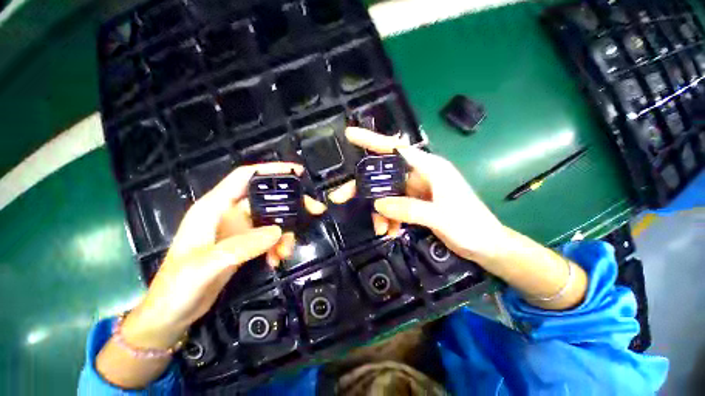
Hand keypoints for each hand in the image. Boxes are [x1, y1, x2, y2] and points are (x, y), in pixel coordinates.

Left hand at [122, 162, 326, 349]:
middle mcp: (229, 214)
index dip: (271, 170)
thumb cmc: (177, 286)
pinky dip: (277, 246)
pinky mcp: (244, 244)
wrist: (172, 313)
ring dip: (285, 234)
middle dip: (291, 204)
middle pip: (267, 199)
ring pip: (272, 221)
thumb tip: (278, 231)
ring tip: (286, 252)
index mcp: (214, 207)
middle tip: (314, 210)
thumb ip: (242, 246)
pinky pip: (269, 238)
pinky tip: (276, 260)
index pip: (245, 177)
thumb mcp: (206, 266)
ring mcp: (238, 230)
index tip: (297, 172)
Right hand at [329, 127, 507, 262]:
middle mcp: (420, 175)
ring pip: (385, 194)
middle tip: (339, 197)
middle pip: (383, 174)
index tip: (350, 135)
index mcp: (429, 167)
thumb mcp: (441, 217)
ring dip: (378, 211)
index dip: (372, 140)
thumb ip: (409, 209)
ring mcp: (416, 190)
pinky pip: (393, 207)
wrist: (487, 246)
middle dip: (363, 187)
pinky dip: (388, 218)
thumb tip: (377, 204)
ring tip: (381, 229)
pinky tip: (390, 231)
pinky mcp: (415, 204)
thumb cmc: (471, 226)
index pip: (396, 149)